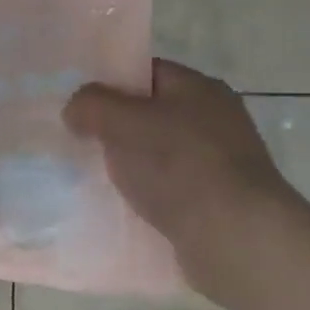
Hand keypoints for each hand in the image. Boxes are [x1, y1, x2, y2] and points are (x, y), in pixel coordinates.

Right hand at [64, 59, 301, 291]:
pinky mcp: (215, 200)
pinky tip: (121, 204)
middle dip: (114, 126)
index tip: (79, 103)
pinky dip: (145, 192)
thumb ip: (91, 105)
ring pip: (157, 152)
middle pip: (150, 112)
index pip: (145, 72)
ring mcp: (219, 162)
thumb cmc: (179, 166)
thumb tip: (74, 109)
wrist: (234, 237)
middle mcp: (214, 119)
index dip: (109, 82)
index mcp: (199, 88)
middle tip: (78, 139)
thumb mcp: (122, 122)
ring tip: (93, 175)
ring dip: (129, 163)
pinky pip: (168, 187)